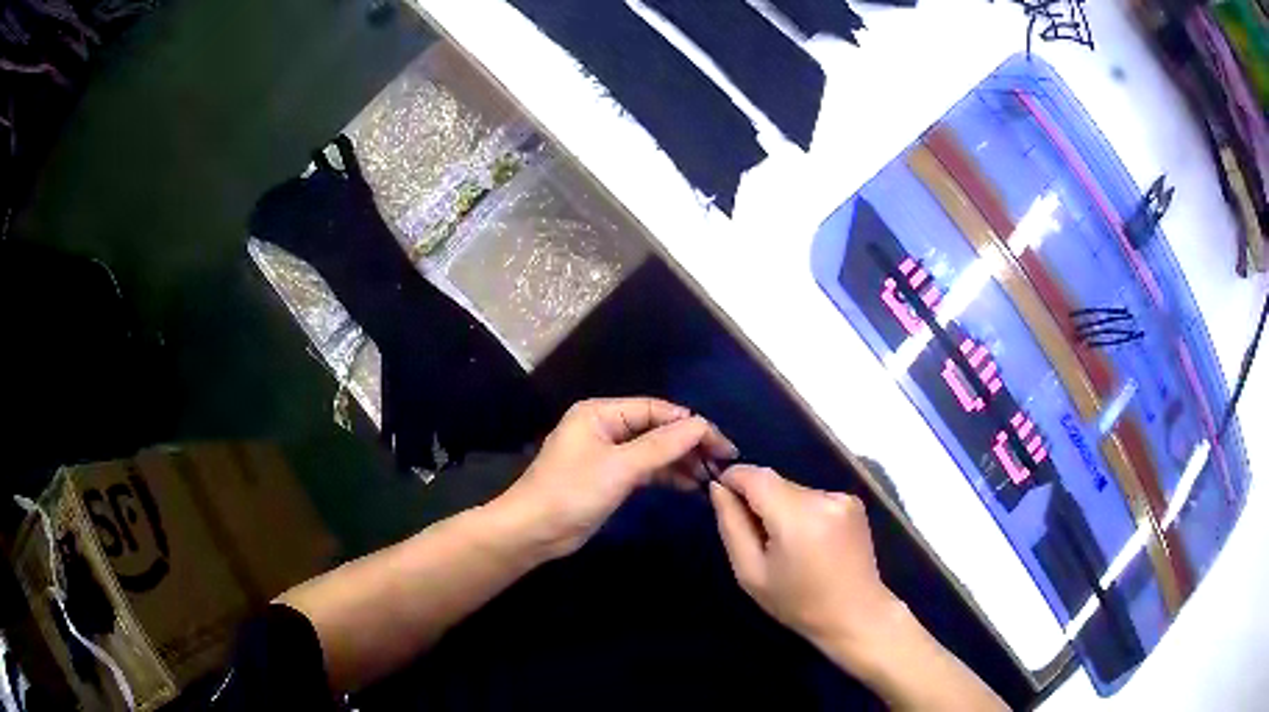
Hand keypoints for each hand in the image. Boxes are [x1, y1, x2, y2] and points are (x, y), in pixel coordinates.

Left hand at [491, 397, 736, 560]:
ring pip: (654, 451)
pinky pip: (646, 470)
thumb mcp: (620, 467)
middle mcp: (605, 427)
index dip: (691, 424)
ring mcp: (608, 454)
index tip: (722, 444)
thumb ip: (662, 445)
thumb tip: (701, 424)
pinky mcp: (610, 478)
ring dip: (682, 461)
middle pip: (657, 429)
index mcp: (601, 413)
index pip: (657, 410)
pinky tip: (692, 486)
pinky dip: (667, 476)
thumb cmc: (572, 492)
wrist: (534, 531)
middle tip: (723, 462)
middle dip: (689, 444)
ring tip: (712, 476)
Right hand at [708, 466, 899, 660]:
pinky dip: (803, 512)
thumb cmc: (798, 603)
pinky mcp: (855, 502)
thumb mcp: (751, 573)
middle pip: (776, 482)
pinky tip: (809, 542)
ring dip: (781, 507)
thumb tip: (718, 488)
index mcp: (797, 516)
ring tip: (785, 544)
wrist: (856, 614)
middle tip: (754, 536)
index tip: (720, 495)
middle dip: (758, 500)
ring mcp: (843, 497)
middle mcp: (823, 497)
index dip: (733, 478)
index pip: (756, 476)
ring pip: (794, 490)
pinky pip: (814, 497)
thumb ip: (732, 526)